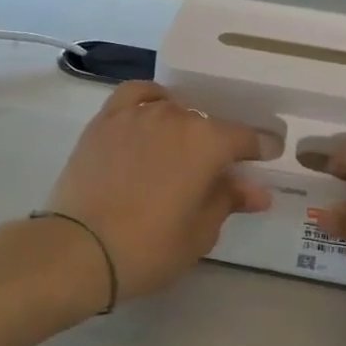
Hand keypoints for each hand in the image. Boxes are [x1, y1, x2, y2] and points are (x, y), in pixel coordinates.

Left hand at [46, 82, 271, 302]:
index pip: (245, 138)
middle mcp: (176, 117)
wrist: (79, 249)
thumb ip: (229, 200)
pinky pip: (136, 95)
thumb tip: (258, 190)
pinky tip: (153, 112)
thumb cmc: (149, 247)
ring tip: (182, 149)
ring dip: (185, 127)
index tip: (266, 158)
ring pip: (174, 110)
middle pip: (208, 124)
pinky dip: (150, 99)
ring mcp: (138, 115)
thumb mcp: (200, 232)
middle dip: (219, 145)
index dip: (259, 149)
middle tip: (218, 171)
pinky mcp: (106, 120)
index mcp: (208, 142)